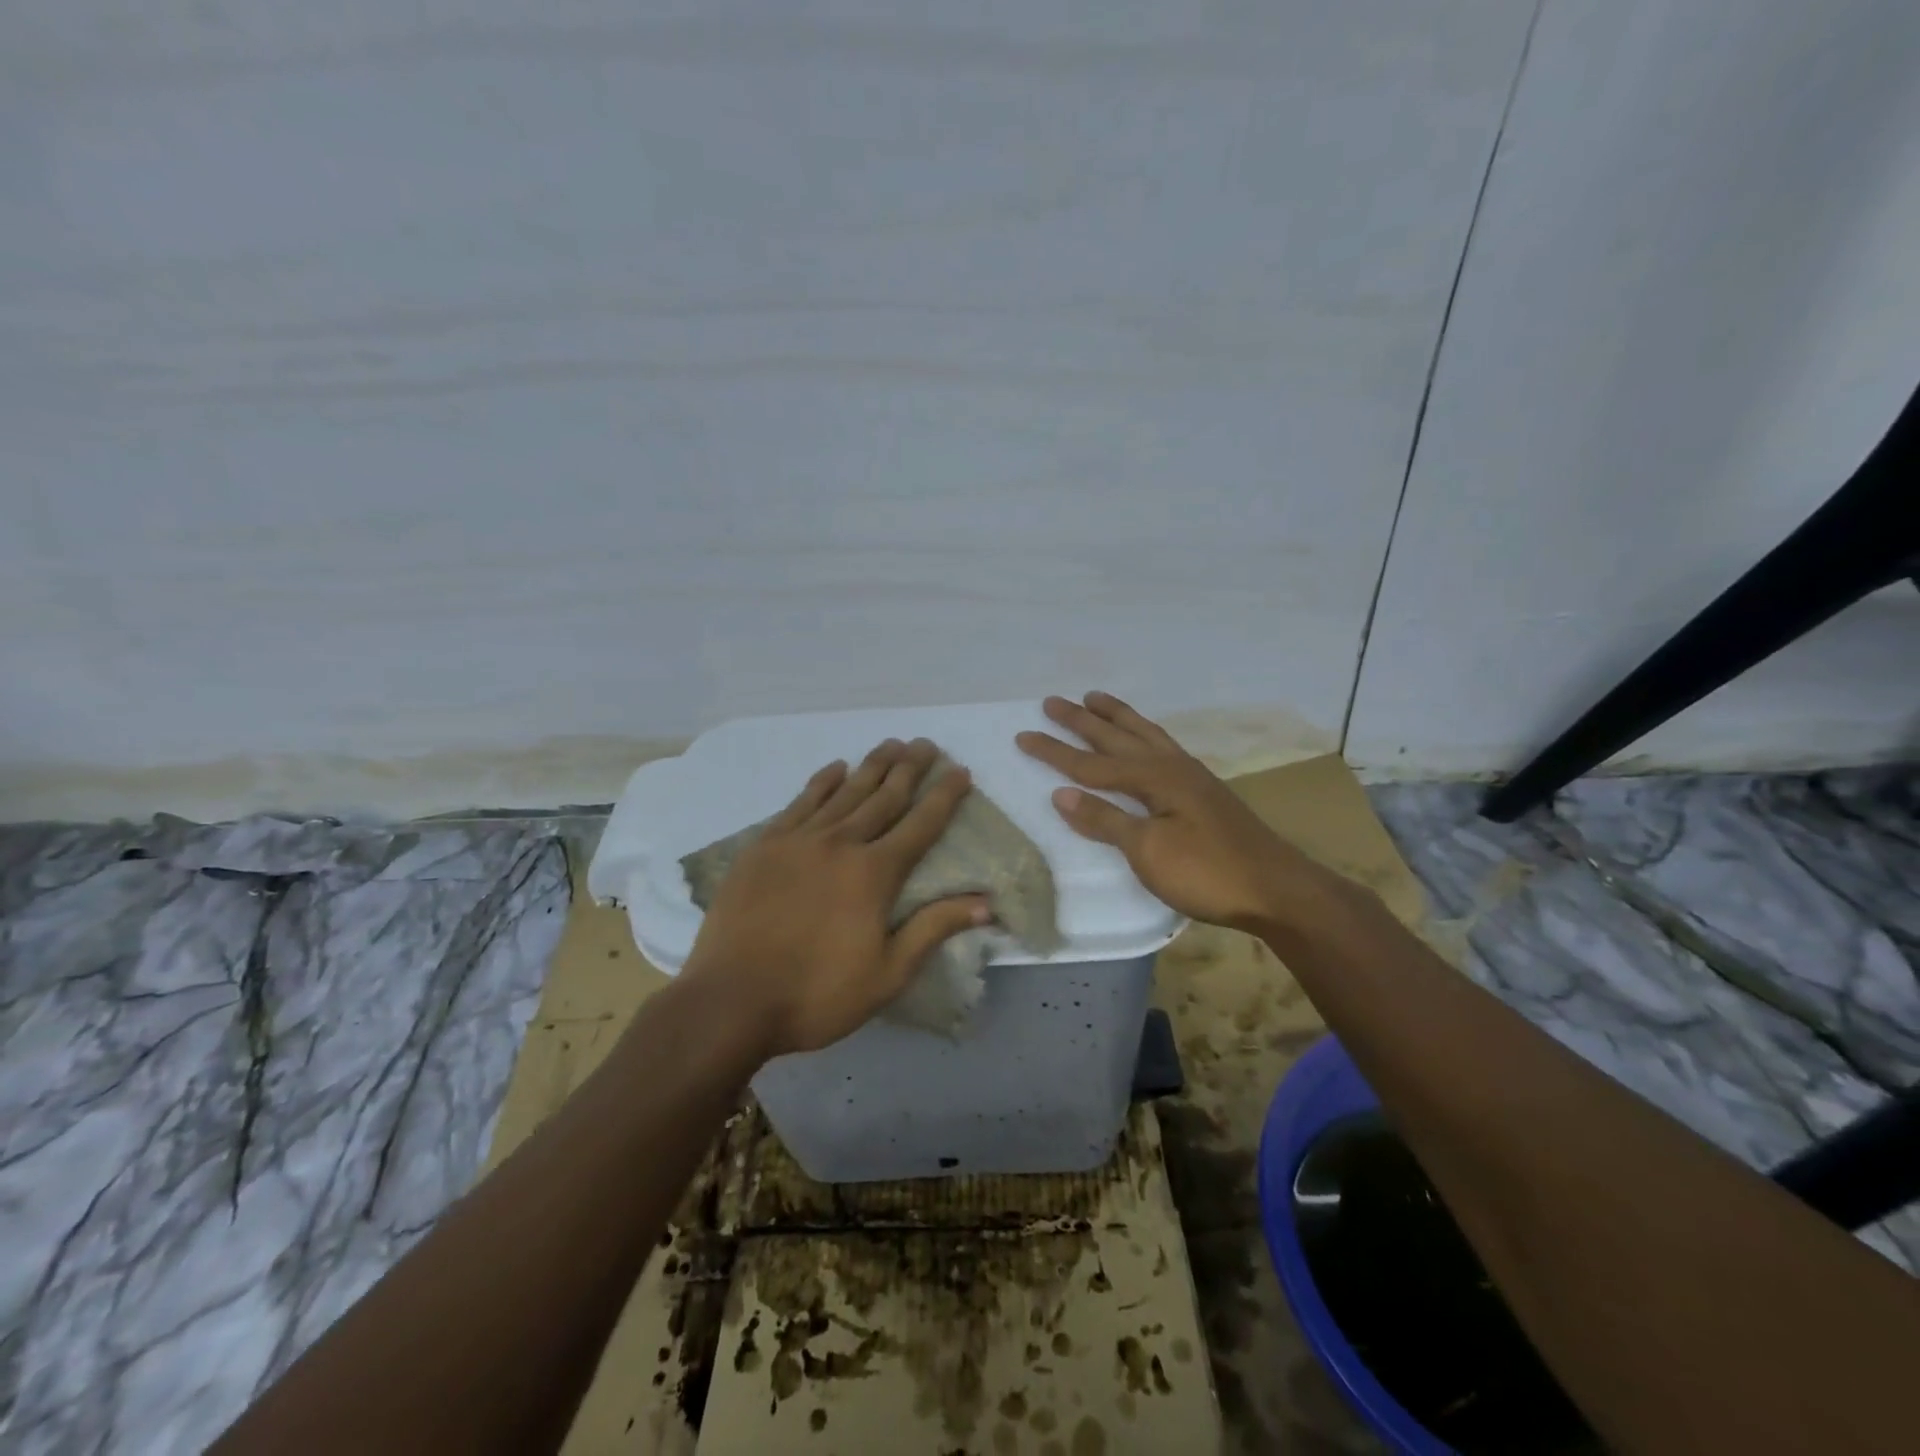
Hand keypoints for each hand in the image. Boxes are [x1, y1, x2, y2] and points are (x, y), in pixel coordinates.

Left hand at [680, 738, 989, 1058]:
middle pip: (884, 797)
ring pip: (844, 792)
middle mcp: (841, 844)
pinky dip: (821, 782)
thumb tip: (987, 904)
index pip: (921, 825)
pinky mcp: (764, 846)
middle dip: (910, 768)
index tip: (961, 771)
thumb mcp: (888, 974)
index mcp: (874, 874)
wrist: (731, 1000)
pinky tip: (835, 768)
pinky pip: (800, 802)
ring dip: (871, 766)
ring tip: (891, 743)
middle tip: (927, 744)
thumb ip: (934, 929)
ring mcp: (798, 840)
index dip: (944, 797)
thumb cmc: (817, 994)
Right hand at [1017, 692, 1335, 933]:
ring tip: (1095, 698)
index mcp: (1153, 778)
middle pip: (1117, 738)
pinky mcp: (1204, 791)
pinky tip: (1145, 740)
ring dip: (1117, 717)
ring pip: (1145, 735)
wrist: (1277, 889)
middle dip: (1082, 721)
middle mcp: (1171, 766)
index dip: (1055, 751)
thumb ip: (1105, 819)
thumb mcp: (1148, 851)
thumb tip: (1061, 794)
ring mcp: (1191, 776)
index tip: (1023, 735)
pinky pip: (1162, 747)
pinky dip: (1144, 734)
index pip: (1091, 764)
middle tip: (1052, 701)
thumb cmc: (1207, 873)